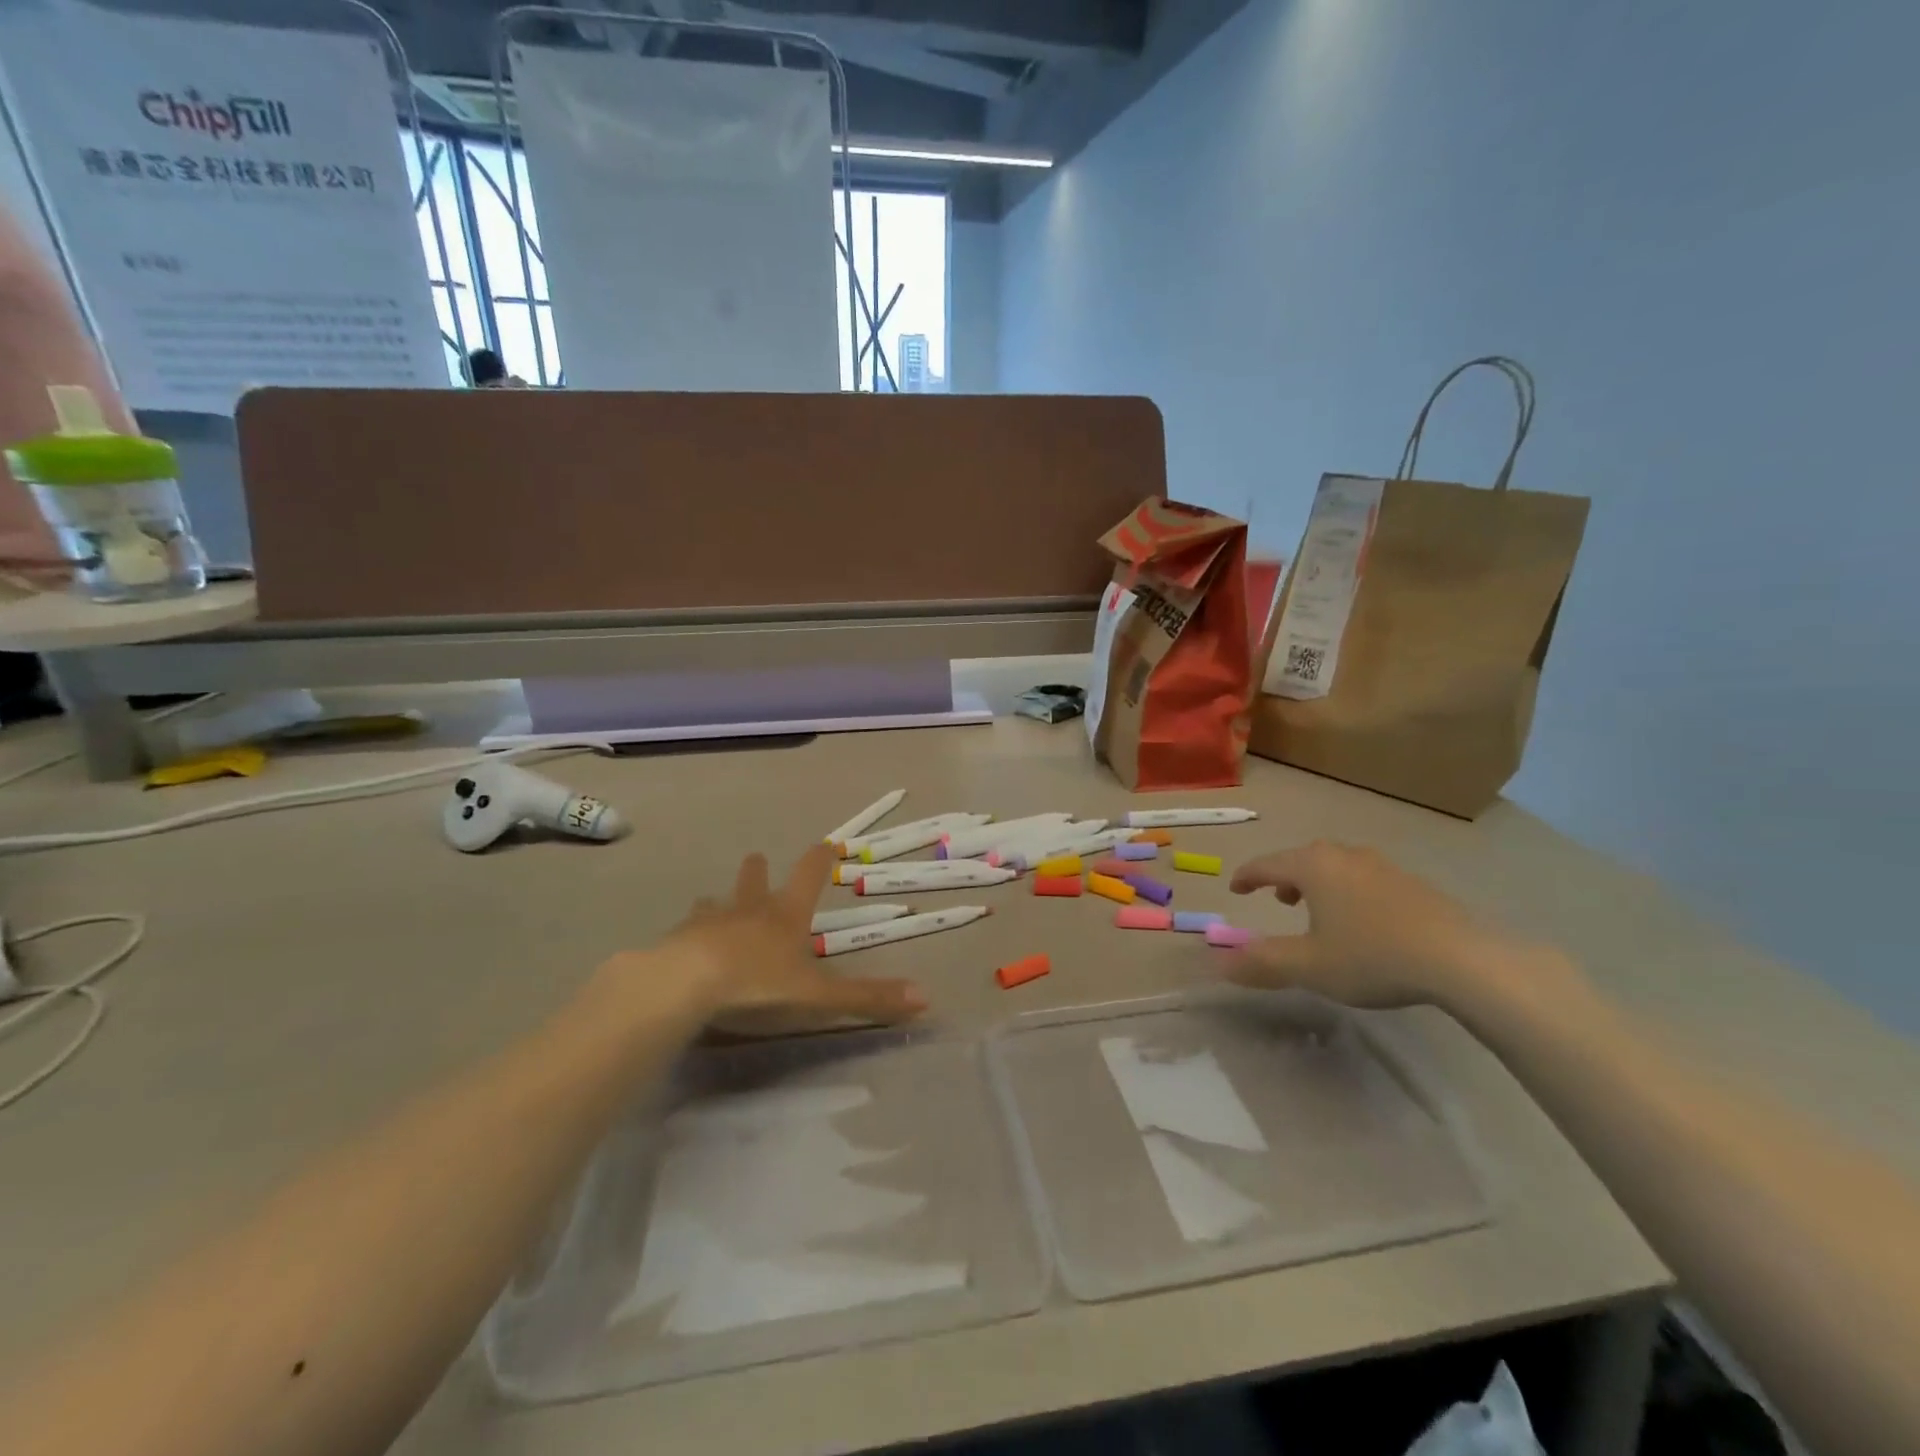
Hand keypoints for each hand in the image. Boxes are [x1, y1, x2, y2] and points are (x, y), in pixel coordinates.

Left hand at [654, 843, 928, 1036]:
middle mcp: (748, 910)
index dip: (820, 859)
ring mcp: (708, 922)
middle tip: (757, 859)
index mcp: (785, 916)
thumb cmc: (758, 984)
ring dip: (720, 901)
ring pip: (715, 902)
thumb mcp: (818, 996)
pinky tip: (682, 945)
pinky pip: (685, 931)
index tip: (827, 843)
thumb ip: (867, 998)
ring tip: (715, 903)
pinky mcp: (675, 941)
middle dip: (758, 871)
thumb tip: (925, 998)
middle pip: (754, 880)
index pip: (809, 876)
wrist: (684, 985)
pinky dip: (689, 933)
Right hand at [1226, 841, 1563, 1012]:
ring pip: (1337, 866)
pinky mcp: (1414, 883)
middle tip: (1278, 900)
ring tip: (1320, 910)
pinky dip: (1350, 892)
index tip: (1235, 889)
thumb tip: (1219, 964)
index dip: (1247, 877)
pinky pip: (1366, 878)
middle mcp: (1344, 856)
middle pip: (1303, 859)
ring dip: (1319, 884)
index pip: (1266, 864)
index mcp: (1312, 867)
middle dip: (1285, 878)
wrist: (1462, 959)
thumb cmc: (1372, 957)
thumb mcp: (1308, 967)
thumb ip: (1261, 963)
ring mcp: (1382, 866)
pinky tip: (1365, 922)